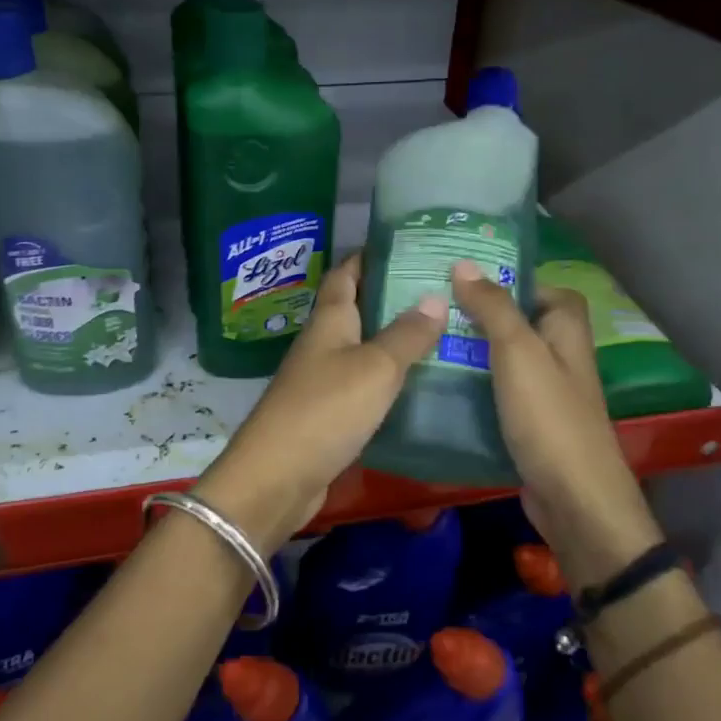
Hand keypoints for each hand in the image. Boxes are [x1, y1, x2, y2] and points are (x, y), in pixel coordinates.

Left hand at [196, 255, 446, 551]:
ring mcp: (322, 379)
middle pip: (356, 309)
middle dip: (392, 295)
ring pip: (362, 347)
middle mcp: (323, 344)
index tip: (405, 244)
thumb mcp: (375, 367)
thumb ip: (406, 334)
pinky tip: (418, 382)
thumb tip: (435, 296)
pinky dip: (389, 377)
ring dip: (394, 338)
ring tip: (441, 331)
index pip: (346, 274)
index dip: (369, 256)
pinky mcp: (328, 413)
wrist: (278, 476)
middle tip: (441, 289)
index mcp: (330, 321)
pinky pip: (363, 383)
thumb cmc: (326, 409)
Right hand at [449, 261, 662, 581]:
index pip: (547, 290)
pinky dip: (474, 386)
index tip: (469, 280)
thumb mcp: (518, 352)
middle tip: (436, 309)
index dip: (514, 280)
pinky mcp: (529, 425)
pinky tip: (441, 386)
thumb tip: (464, 264)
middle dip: (482, 316)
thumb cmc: (549, 417)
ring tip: (428, 342)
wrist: (572, 499)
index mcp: (567, 332)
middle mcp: (560, 358)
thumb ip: (493, 307)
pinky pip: (498, 393)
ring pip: (506, 360)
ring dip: (473, 352)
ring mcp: (545, 394)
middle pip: (521, 323)